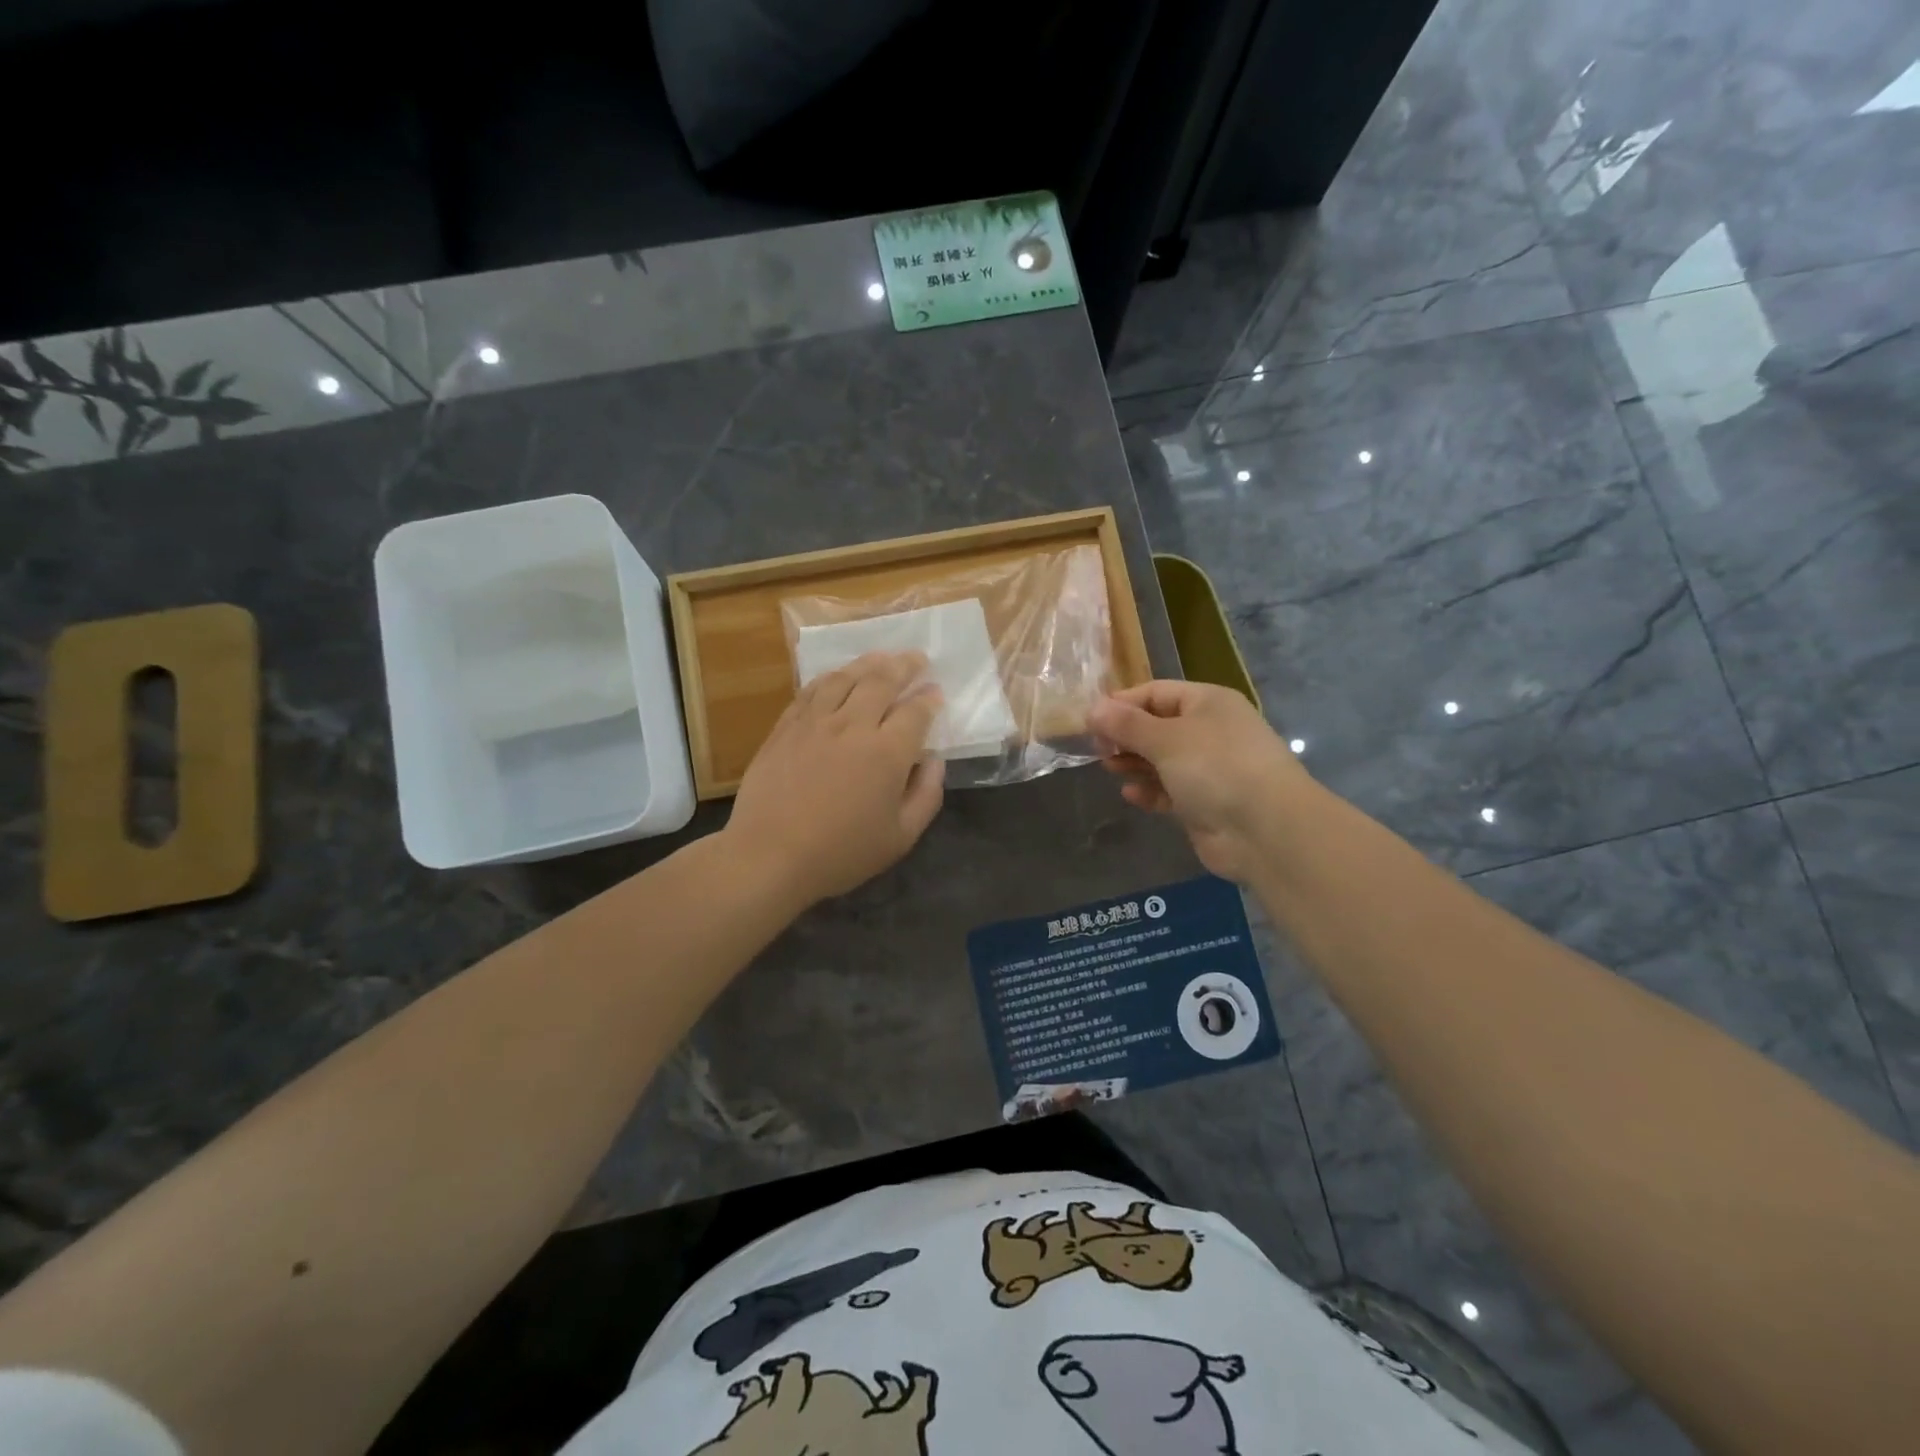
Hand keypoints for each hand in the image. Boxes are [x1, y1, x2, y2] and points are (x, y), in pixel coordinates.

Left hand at [725, 651, 945, 908]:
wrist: (770, 856)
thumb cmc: (841, 853)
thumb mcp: (901, 837)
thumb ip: (926, 795)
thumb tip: (934, 760)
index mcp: (888, 753)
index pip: (916, 712)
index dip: (930, 699)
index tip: (937, 694)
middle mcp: (853, 726)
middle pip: (883, 681)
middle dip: (905, 666)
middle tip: (917, 659)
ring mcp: (815, 722)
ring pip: (846, 677)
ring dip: (869, 663)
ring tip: (883, 657)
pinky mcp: (786, 727)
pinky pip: (812, 690)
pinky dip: (831, 677)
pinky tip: (838, 676)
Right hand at [1089, 681, 1313, 882]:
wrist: (1266, 830)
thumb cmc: (1215, 768)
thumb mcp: (1166, 739)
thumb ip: (1126, 724)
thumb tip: (1092, 709)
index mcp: (1208, 703)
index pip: (1156, 692)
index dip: (1122, 703)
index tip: (1090, 719)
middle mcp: (1210, 731)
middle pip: (1158, 726)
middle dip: (1126, 735)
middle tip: (1095, 747)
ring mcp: (1210, 769)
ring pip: (1162, 759)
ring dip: (1135, 762)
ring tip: (1108, 767)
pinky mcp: (1205, 803)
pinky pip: (1170, 790)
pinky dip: (1150, 790)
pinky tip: (1130, 794)